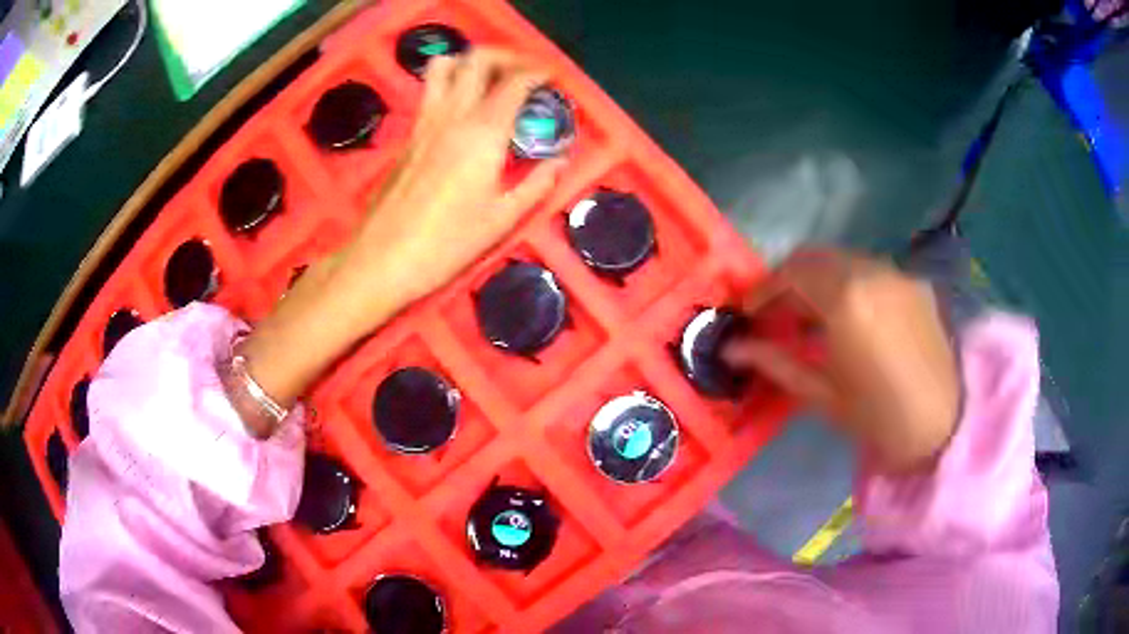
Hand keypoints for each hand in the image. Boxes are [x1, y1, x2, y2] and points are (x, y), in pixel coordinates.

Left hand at [333, 48, 565, 317]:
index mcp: (482, 133)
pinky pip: (431, 91)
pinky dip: (451, 82)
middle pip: (477, 59)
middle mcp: (452, 115)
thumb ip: (536, 184)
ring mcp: (425, 122)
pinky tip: (464, 108)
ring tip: (490, 80)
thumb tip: (559, 161)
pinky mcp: (408, 135)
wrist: (382, 258)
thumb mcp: (501, 219)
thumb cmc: (446, 243)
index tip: (552, 77)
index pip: (513, 82)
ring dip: (471, 62)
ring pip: (445, 66)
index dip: (537, 72)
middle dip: (506, 56)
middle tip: (524, 72)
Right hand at [724, 248, 959, 471]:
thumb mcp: (822, 394)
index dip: (763, 290)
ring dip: (818, 280)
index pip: (790, 274)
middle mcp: (870, 271)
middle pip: (814, 257)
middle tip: (775, 315)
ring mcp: (896, 273)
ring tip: (810, 318)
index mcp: (845, 300)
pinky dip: (848, 284)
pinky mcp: (914, 282)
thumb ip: (776, 362)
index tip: (748, 313)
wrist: (946, 424)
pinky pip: (870, 271)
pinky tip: (849, 318)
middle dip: (788, 281)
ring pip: (842, 260)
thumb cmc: (880, 418)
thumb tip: (732, 348)